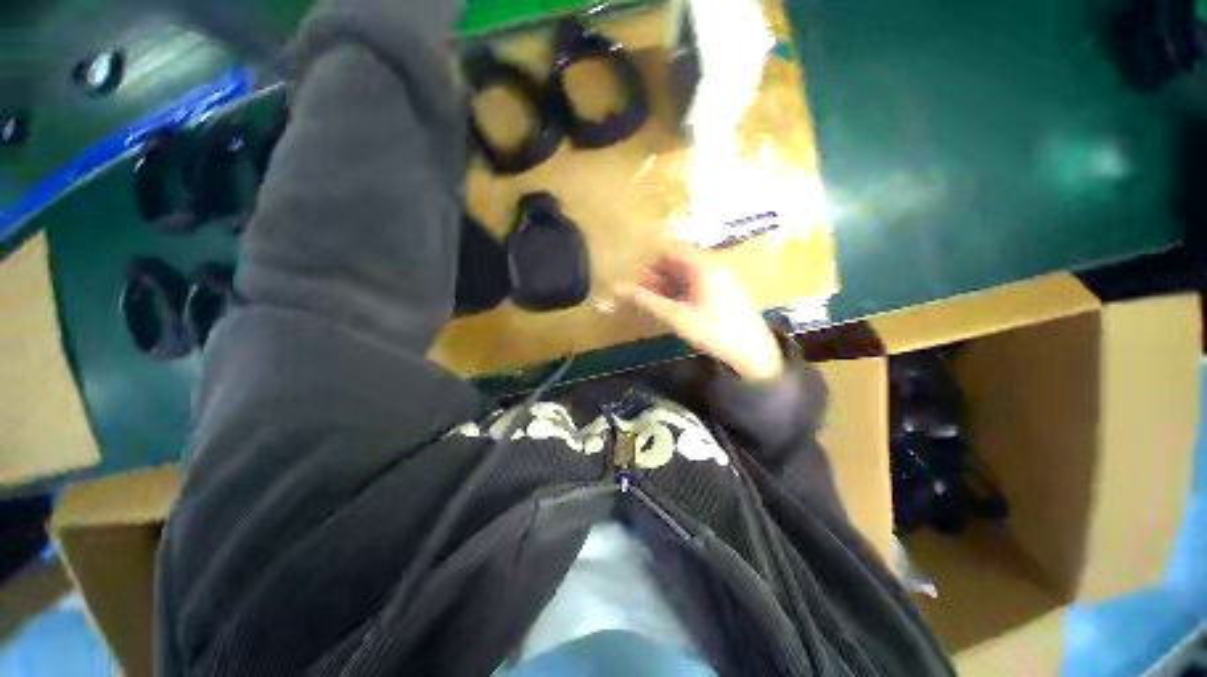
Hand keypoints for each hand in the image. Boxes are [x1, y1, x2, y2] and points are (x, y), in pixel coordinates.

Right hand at [617, 253, 784, 380]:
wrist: (752, 351)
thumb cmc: (712, 331)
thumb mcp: (675, 316)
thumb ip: (646, 300)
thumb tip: (617, 287)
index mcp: (702, 265)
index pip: (670, 252)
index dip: (651, 263)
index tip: (636, 277)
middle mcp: (714, 265)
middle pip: (680, 262)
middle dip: (659, 275)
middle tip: (643, 291)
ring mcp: (723, 277)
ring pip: (690, 274)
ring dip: (671, 283)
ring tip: (656, 300)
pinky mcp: (728, 290)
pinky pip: (701, 283)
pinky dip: (685, 290)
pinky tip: (677, 306)